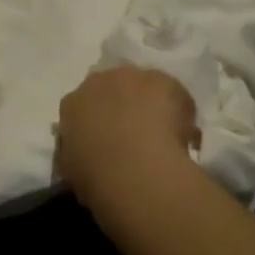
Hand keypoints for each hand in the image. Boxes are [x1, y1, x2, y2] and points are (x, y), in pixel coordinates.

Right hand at [55, 66, 198, 212]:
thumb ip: (75, 154)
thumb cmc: (96, 177)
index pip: (81, 108)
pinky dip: (178, 112)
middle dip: (122, 107)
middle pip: (111, 89)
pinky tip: (183, 138)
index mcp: (72, 105)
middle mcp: (97, 81)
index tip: (106, 142)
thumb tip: (85, 152)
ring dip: (150, 106)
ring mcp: (132, 77)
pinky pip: (172, 95)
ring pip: (143, 87)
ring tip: (163, 138)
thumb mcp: (71, 171)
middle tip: (135, 137)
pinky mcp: (163, 80)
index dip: (96, 123)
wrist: (135, 171)